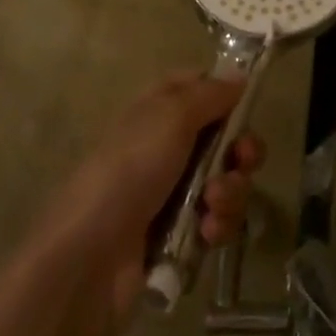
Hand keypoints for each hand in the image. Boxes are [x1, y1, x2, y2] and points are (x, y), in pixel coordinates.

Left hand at [37, 74, 265, 333]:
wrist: (90, 259)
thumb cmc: (130, 169)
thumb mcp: (172, 115)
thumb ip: (211, 93)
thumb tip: (239, 76)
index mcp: (159, 110)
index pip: (200, 88)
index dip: (225, 95)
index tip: (245, 106)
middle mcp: (167, 147)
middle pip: (224, 139)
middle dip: (242, 151)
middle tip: (242, 160)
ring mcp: (173, 194)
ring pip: (226, 182)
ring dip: (230, 192)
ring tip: (212, 205)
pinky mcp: (179, 238)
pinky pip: (216, 223)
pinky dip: (218, 226)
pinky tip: (207, 233)